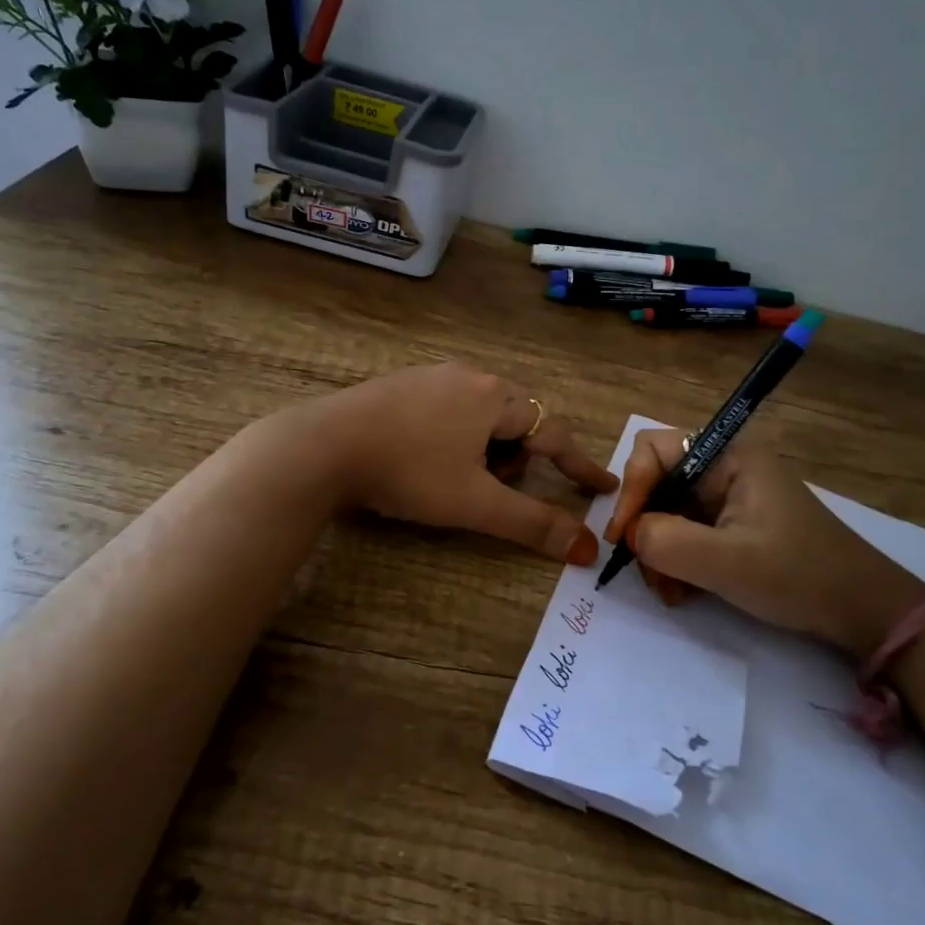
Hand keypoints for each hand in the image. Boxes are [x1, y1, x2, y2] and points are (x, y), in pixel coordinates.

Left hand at [283, 363, 618, 562]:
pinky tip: (423, 458)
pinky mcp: (402, 384)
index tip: (602, 486)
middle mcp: (470, 376)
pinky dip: (454, 437)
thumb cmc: (409, 472)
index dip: (580, 465)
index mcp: (495, 397)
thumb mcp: (476, 503)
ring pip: (481, 416)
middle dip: (515, 459)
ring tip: (452, 478)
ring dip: (484, 449)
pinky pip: (448, 409)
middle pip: (516, 421)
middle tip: (490, 489)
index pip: (554, 432)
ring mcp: (432, 375)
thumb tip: (586, 548)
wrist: (323, 446)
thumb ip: (533, 523)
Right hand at [601, 427, 924, 658]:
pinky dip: (678, 561)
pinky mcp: (734, 523)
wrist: (864, 611)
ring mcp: (729, 496)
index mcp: (727, 455)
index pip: (653, 450)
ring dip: (659, 553)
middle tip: (650, 575)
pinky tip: (684, 593)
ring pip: (668, 512)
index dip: (632, 490)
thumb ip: (667, 542)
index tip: (624, 539)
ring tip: (671, 592)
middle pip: (657, 483)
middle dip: (646, 530)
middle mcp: (725, 467)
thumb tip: (631, 535)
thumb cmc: (799, 576)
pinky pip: (687, 532)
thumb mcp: (728, 563)